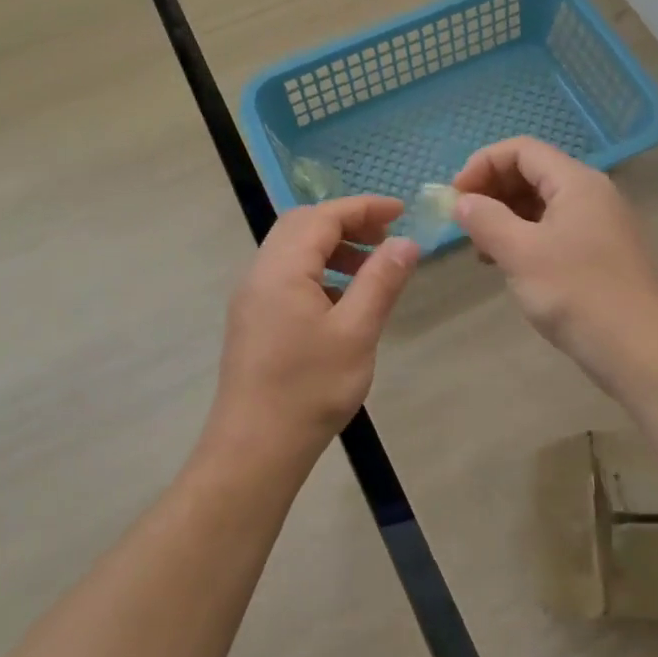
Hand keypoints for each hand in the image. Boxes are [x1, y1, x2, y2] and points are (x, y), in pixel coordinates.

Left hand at [204, 196, 420, 468]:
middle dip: (347, 222)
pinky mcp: (253, 318)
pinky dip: (318, 270)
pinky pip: (286, 274)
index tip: (401, 212)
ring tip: (370, 268)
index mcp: (282, 268)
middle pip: (303, 225)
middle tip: (385, 237)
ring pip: (293, 249)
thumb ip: (381, 281)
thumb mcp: (356, 332)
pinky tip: (342, 300)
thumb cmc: (309, 389)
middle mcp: (260, 272)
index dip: (363, 207)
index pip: (323, 216)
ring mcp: (252, 296)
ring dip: (332, 246)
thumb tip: (405, 243)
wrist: (254, 448)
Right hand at [453, 137, 657, 392]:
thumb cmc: (578, 295)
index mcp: (577, 182)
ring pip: (543, 203)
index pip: (521, 150)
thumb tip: (462, 202)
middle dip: (492, 190)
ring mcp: (601, 224)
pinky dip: (526, 237)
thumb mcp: (521, 254)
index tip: (455, 198)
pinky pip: (555, 229)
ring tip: (481, 248)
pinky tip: (509, 264)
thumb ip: (486, 220)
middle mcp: (592, 193)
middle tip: (463, 222)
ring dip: (506, 216)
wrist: (643, 352)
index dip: (482, 164)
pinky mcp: (602, 253)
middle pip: (533, 172)